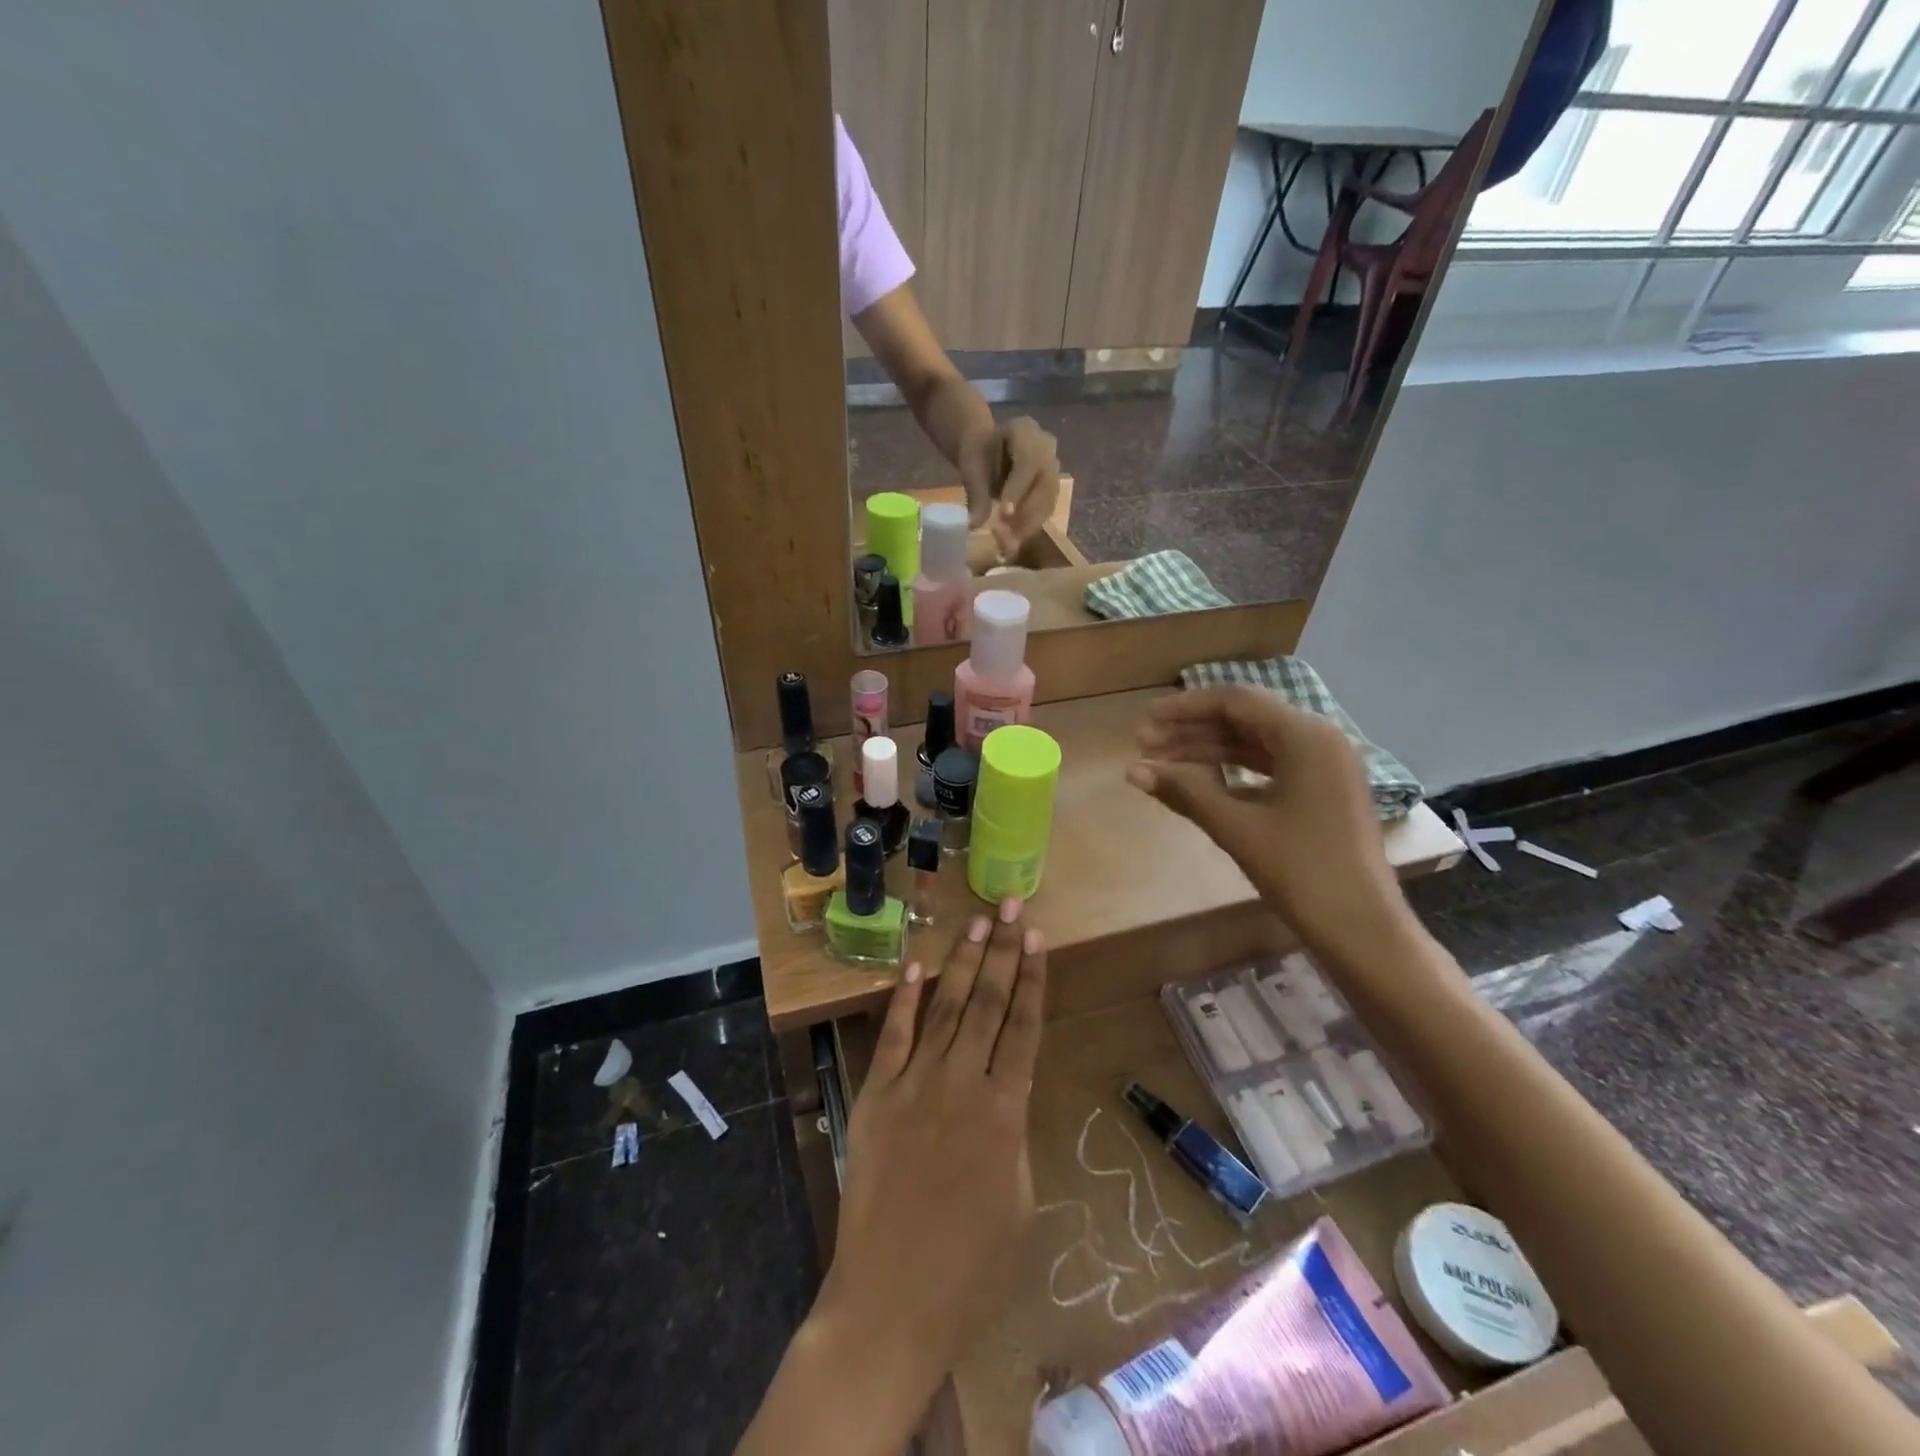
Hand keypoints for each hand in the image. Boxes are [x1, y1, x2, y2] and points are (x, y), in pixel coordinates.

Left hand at [822, 899, 1047, 1381]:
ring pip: (944, 1008)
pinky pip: (894, 1036)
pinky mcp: (876, 1095)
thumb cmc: (970, 1269)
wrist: (891, 1302)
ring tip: (975, 922)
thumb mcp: (1020, 1202)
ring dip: (961, 962)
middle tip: (1010, 907)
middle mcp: (962, 1085)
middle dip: (1001, 951)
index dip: (1032, 979)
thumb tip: (1008, 1090)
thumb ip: (1016, 1134)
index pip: (1023, 1028)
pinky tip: (916, 966)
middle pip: (986, 1003)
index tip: (1036, 939)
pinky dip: (905, 999)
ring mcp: (915, 1085)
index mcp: (1005, 1113)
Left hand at [958, 416, 1059, 555]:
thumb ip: (975, 492)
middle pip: (1045, 484)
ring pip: (1049, 500)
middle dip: (1026, 514)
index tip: (1004, 514)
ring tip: (1009, 544)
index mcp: (1025, 431)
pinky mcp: (1053, 487)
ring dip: (1030, 525)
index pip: (1027, 462)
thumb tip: (975, 524)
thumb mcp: (971, 466)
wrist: (989, 449)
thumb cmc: (979, 453)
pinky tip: (1015, 540)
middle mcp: (1047, 447)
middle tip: (1006, 538)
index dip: (1017, 490)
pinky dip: (1031, 527)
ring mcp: (1054, 467)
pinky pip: (1047, 509)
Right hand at [1128, 687, 1408, 960]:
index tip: (1145, 721)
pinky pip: (1271, 765)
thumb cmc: (1301, 872)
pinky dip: (1233, 770)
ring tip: (1162, 763)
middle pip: (1245, 719)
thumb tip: (1132, 770)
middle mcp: (1319, 738)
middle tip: (1144, 745)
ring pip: (1256, 743)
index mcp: (1306, 735)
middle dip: (1192, 730)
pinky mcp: (1323, 789)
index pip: (1235, 701)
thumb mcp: (1236, 827)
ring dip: (1209, 750)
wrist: (1362, 928)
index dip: (1185, 707)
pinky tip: (1200, 782)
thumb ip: (1185, 790)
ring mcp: (1325, 765)